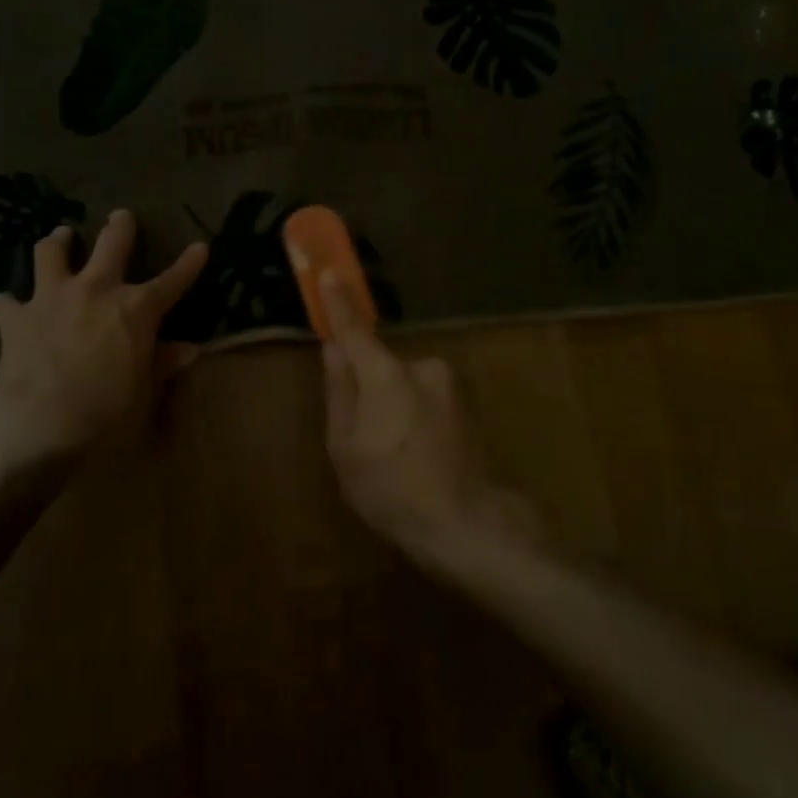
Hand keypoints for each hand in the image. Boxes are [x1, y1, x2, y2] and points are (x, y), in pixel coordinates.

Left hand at [0, 211, 207, 478]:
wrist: (41, 421)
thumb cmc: (106, 410)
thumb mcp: (144, 391)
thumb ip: (163, 363)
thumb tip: (190, 349)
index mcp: (136, 309)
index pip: (173, 281)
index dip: (189, 264)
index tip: (201, 247)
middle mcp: (96, 290)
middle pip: (111, 243)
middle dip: (119, 227)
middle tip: (120, 216)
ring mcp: (53, 297)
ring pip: (51, 253)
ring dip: (57, 242)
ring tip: (59, 238)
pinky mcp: (16, 316)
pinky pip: (7, 301)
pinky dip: (9, 303)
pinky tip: (8, 306)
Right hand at [319, 272, 542, 568]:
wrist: (469, 525)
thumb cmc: (393, 489)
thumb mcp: (345, 447)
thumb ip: (340, 391)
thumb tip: (333, 350)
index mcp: (387, 375)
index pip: (355, 330)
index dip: (339, 303)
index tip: (328, 271)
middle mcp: (423, 368)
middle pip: (381, 367)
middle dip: (368, 390)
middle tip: (364, 439)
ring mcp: (450, 387)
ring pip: (404, 387)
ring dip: (394, 409)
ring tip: (395, 460)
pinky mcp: (467, 406)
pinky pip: (426, 402)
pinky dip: (416, 421)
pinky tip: (419, 461)